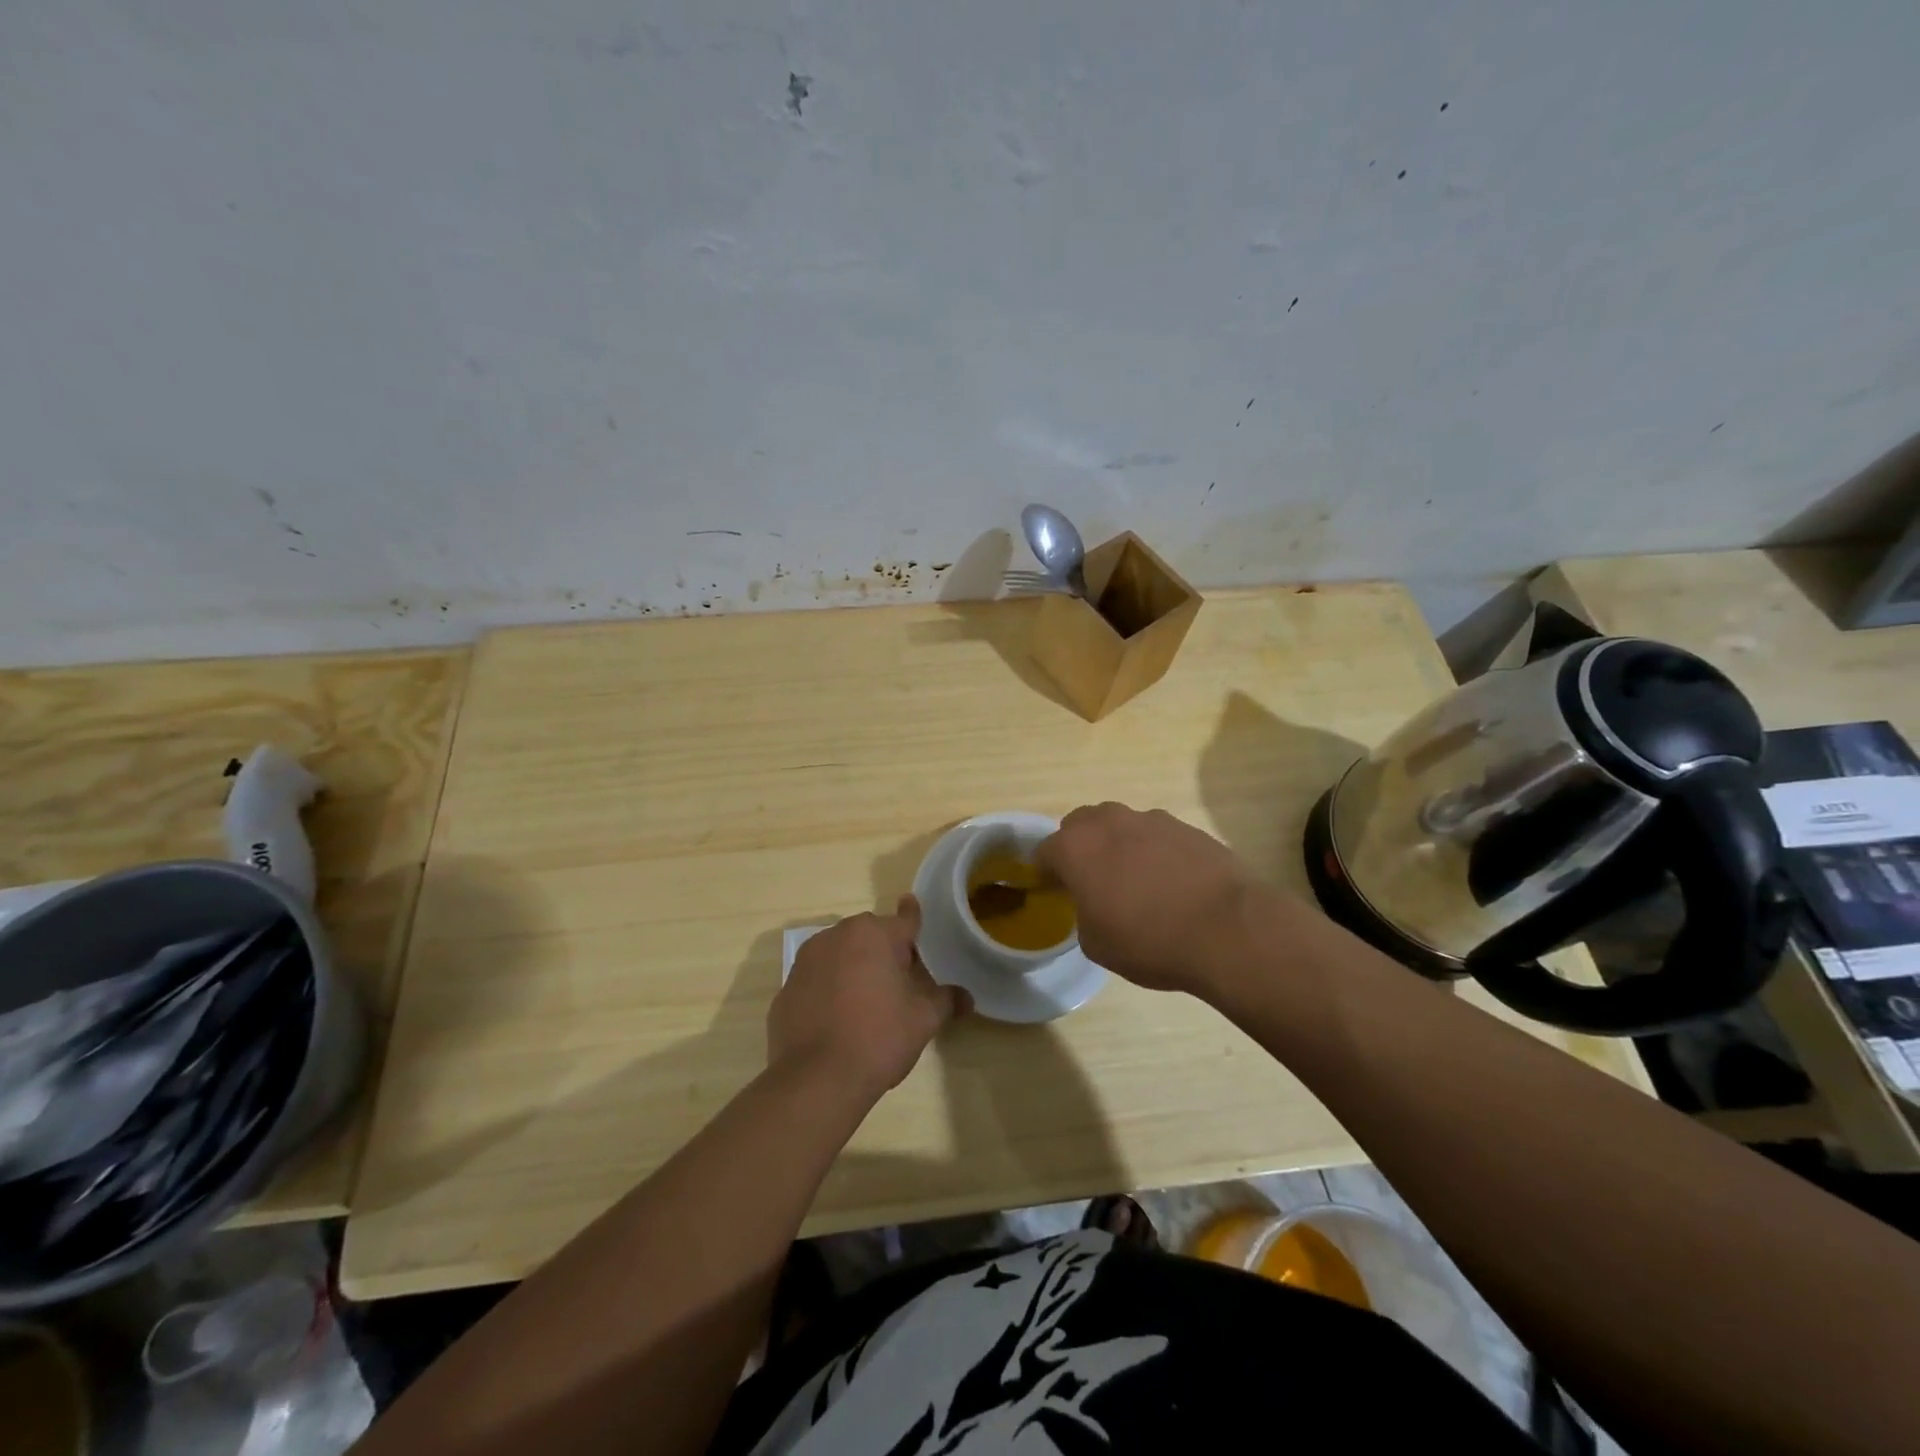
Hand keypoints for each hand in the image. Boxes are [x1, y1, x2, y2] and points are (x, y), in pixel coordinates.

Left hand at [768, 896, 965, 1099]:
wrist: (817, 1079)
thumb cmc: (879, 1037)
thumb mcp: (923, 1019)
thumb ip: (946, 1001)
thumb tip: (967, 998)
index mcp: (874, 934)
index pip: (904, 919)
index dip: (913, 916)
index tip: (912, 904)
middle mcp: (837, 936)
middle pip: (870, 936)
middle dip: (885, 951)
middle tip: (900, 983)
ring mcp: (806, 961)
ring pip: (840, 954)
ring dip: (854, 967)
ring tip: (866, 1003)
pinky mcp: (786, 989)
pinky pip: (816, 981)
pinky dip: (828, 991)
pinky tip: (837, 1020)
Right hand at [1038, 803, 1252, 997]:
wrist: (1227, 929)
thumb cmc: (1149, 941)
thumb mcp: (1096, 944)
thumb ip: (1083, 913)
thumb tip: (1095, 903)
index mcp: (1075, 848)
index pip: (1043, 851)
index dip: (1045, 872)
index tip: (1055, 891)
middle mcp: (1108, 822)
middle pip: (1080, 825)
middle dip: (1079, 847)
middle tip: (1092, 881)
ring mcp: (1150, 819)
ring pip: (1120, 825)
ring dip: (1118, 846)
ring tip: (1136, 882)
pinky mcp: (1186, 826)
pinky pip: (1156, 835)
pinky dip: (1154, 852)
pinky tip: (1171, 882)